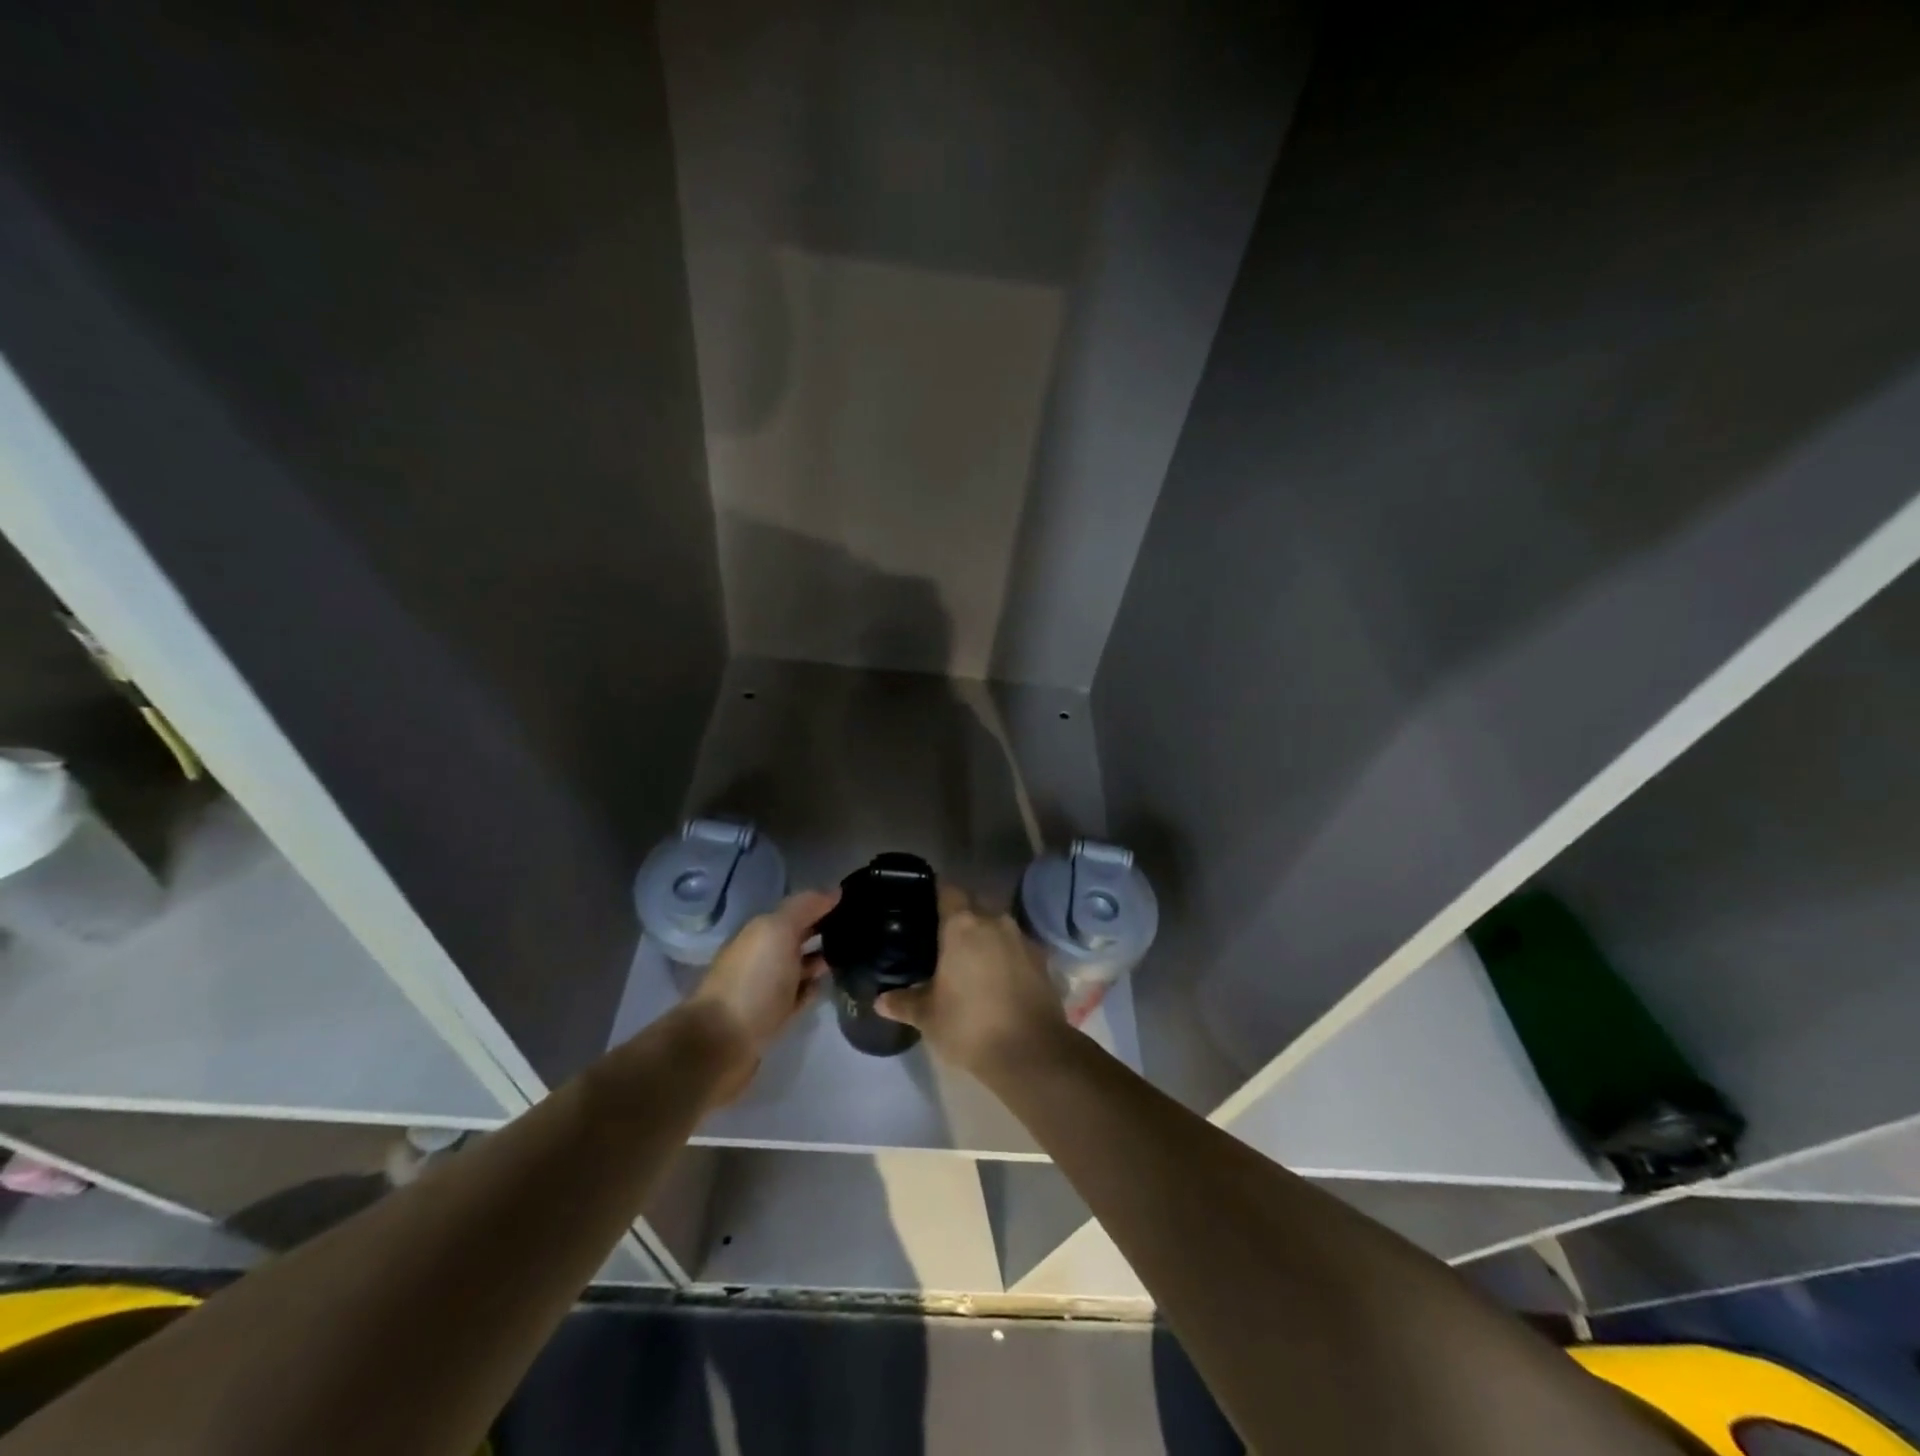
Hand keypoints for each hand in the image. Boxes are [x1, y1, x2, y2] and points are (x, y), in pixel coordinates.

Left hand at [686, 889, 836, 1098]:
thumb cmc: (753, 981)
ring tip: (852, 958)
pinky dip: (812, 990)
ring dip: (820, 960)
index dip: (822, 904)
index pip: (797, 910)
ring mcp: (765, 989)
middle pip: (797, 938)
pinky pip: (797, 997)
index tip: (854, 901)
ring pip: (798, 967)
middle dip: (824, 931)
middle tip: (860, 931)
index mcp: (761, 932)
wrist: (720, 1044)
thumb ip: (804, 907)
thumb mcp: (777, 931)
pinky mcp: (771, 1018)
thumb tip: (834, 890)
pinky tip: (828, 987)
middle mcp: (762, 956)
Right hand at [876, 885, 1065, 1078]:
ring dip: (985, 934)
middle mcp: (994, 921)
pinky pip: (1017, 945)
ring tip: (970, 956)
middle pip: (975, 903)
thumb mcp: (928, 1017)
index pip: (948, 890)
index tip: (925, 902)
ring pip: (998, 924)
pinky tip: (997, 975)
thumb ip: (904, 1003)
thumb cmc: (970, 1025)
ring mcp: (1022, 938)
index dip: (936, 892)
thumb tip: (880, 1000)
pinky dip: (1006, 953)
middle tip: (943, 934)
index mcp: (963, 926)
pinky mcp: (1042, 958)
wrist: (1032, 1051)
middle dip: (961, 913)